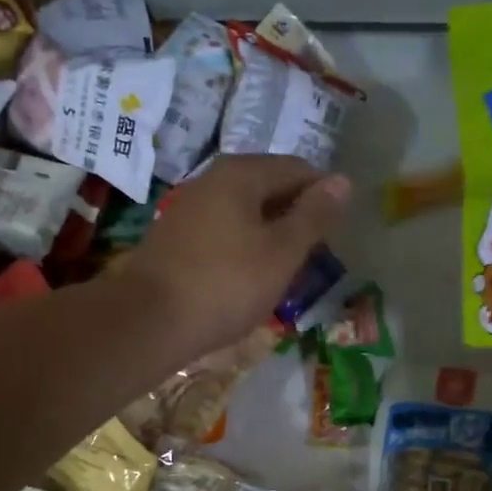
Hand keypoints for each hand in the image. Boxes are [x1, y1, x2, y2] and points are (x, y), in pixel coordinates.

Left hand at [122, 155, 349, 357]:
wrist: (148, 321)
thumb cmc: (226, 284)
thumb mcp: (282, 252)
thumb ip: (314, 216)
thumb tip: (343, 181)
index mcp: (242, 174)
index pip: (298, 169)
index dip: (324, 197)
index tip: (337, 233)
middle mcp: (212, 179)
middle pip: (270, 186)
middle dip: (296, 215)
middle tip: (314, 255)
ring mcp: (189, 207)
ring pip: (245, 211)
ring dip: (270, 233)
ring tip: (286, 269)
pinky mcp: (176, 237)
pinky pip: (223, 230)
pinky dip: (244, 246)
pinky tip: (249, 277)